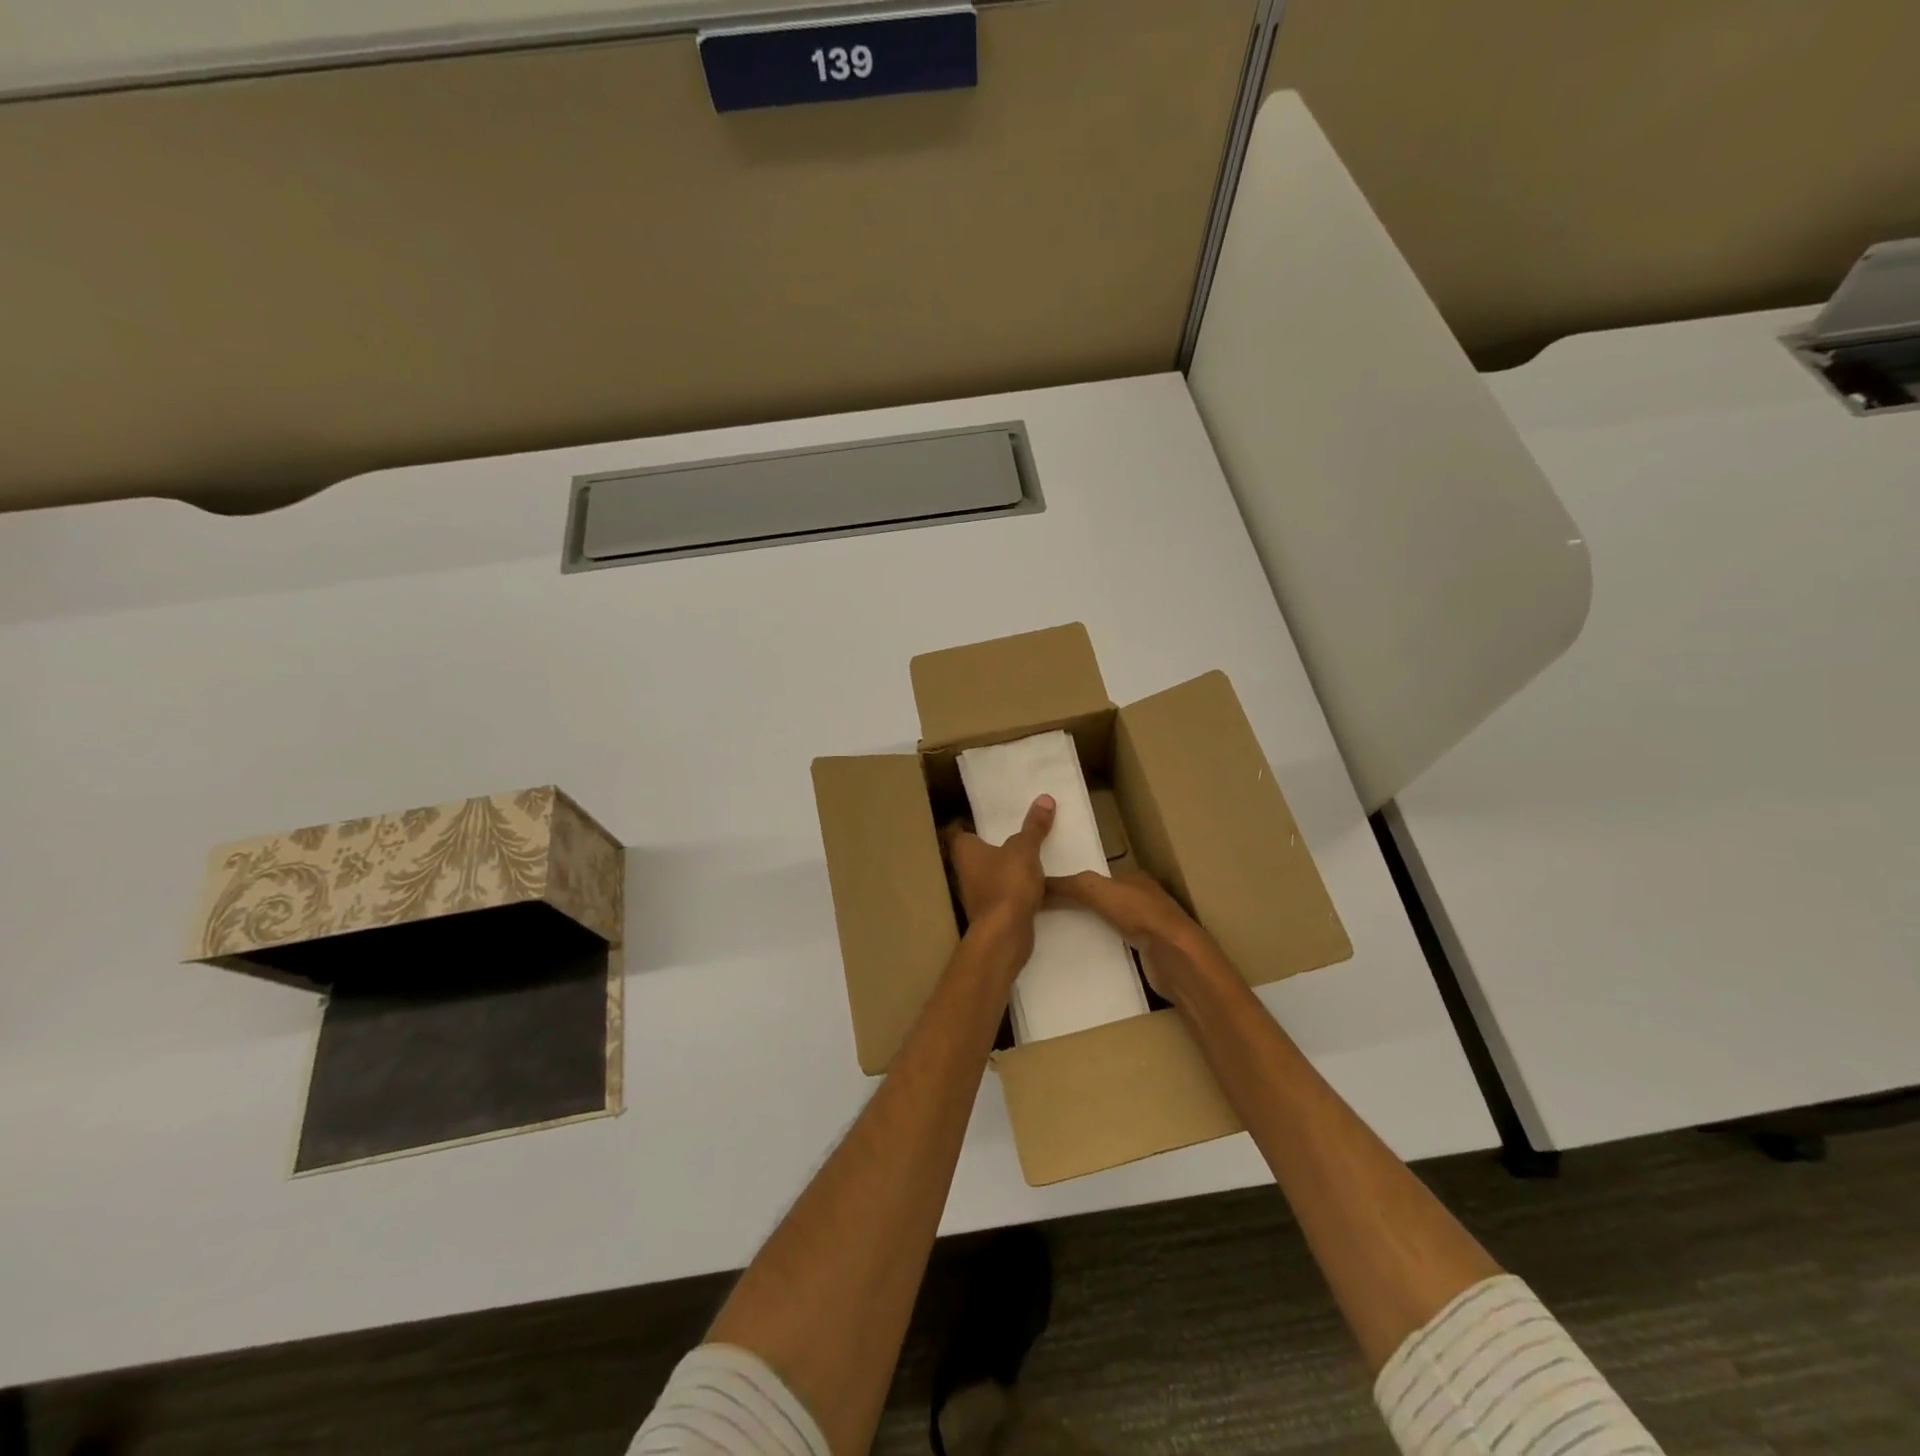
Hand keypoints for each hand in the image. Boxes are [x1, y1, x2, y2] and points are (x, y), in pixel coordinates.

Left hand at [942, 795, 1055, 953]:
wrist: (1005, 934)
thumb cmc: (1007, 883)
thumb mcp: (1025, 849)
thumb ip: (1034, 826)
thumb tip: (1044, 798)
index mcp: (965, 851)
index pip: (959, 831)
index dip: (968, 822)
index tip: (986, 817)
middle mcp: (965, 871)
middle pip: (976, 853)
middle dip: (993, 845)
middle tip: (1014, 831)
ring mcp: (977, 895)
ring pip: (992, 874)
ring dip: (1006, 868)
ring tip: (1030, 855)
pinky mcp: (993, 914)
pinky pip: (1006, 894)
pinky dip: (1017, 889)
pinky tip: (1037, 885)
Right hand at [1046, 869, 1212, 996]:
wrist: (1177, 958)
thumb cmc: (1141, 915)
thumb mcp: (1098, 890)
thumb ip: (1070, 885)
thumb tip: (1037, 883)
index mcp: (1133, 877)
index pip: (1097, 875)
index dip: (1073, 880)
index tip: (1045, 890)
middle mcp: (1141, 898)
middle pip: (1102, 899)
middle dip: (1078, 904)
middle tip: (1045, 913)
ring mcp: (1146, 927)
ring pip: (1107, 923)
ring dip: (1087, 926)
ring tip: (1056, 934)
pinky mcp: (1146, 953)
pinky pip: (1115, 945)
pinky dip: (1099, 946)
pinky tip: (1081, 954)